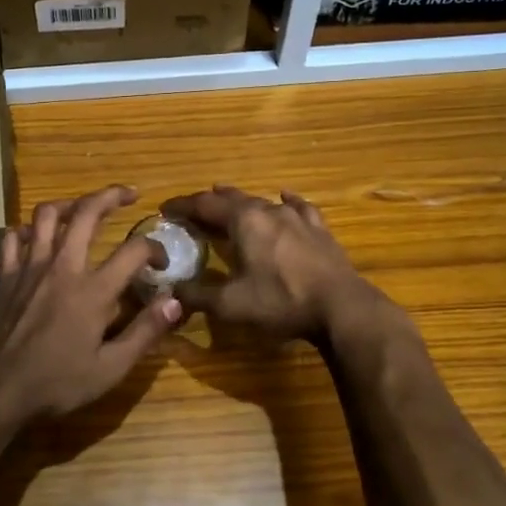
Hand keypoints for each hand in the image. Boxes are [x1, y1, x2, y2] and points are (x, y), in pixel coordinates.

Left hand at [0, 185, 180, 423]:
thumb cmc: (55, 383)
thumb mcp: (109, 369)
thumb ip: (144, 332)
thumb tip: (175, 302)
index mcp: (93, 291)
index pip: (134, 250)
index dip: (154, 248)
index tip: (161, 262)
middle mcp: (62, 267)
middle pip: (87, 212)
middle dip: (111, 196)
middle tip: (128, 194)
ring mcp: (29, 267)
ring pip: (47, 215)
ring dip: (69, 204)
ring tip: (82, 208)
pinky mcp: (5, 275)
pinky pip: (13, 237)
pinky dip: (27, 230)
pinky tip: (36, 237)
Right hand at [161, 185, 381, 342]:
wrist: (341, 307)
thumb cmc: (281, 301)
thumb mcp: (231, 305)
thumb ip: (198, 296)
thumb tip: (171, 291)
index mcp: (244, 221)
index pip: (204, 205)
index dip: (182, 206)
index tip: (164, 209)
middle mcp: (268, 210)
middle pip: (232, 199)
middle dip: (209, 203)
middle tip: (192, 210)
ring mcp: (297, 217)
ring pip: (262, 201)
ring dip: (241, 202)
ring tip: (228, 199)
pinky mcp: (319, 229)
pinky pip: (298, 207)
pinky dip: (284, 202)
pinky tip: (284, 198)